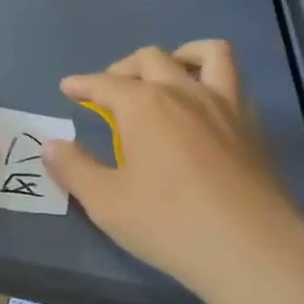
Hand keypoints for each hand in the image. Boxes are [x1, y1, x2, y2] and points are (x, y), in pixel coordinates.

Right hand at [42, 41, 303, 298]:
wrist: (252, 250)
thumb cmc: (170, 224)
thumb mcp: (106, 202)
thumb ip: (74, 168)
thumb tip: (50, 144)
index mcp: (143, 104)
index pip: (104, 83)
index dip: (82, 84)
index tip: (68, 87)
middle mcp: (183, 91)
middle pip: (150, 58)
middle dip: (123, 68)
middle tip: (110, 90)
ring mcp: (224, 104)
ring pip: (206, 53)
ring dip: (180, 55)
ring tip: (167, 75)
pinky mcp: (252, 126)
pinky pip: (233, 83)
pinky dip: (213, 81)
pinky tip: (203, 109)